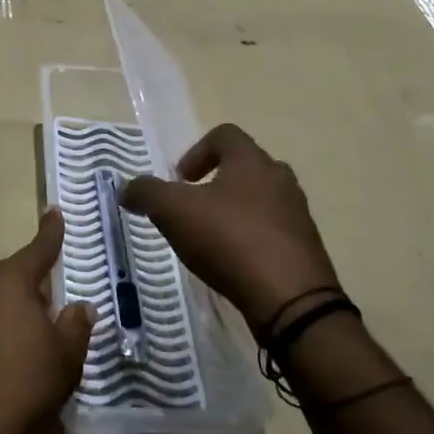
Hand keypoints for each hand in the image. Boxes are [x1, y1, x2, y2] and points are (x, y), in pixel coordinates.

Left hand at [0, 209, 96, 433]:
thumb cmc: (19, 389)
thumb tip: (80, 306)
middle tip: (43, 324)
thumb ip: (75, 327)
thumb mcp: (64, 361)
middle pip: (8, 278)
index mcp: (9, 280)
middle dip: (26, 292)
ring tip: (13, 354)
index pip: (38, 249)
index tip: (54, 212)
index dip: (51, 232)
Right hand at [122, 123, 338, 330]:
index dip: (196, 151)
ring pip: (260, 199)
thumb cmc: (230, 240)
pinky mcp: (305, 247)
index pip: (224, 134)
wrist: (291, 299)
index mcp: (251, 160)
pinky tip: (234, 263)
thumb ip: (146, 193)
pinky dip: (251, 238)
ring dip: (234, 211)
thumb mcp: (173, 212)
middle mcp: (279, 178)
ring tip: (211, 239)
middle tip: (193, 208)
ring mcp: (297, 213)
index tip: (180, 180)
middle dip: (214, 182)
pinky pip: (273, 231)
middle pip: (244, 166)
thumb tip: (128, 189)